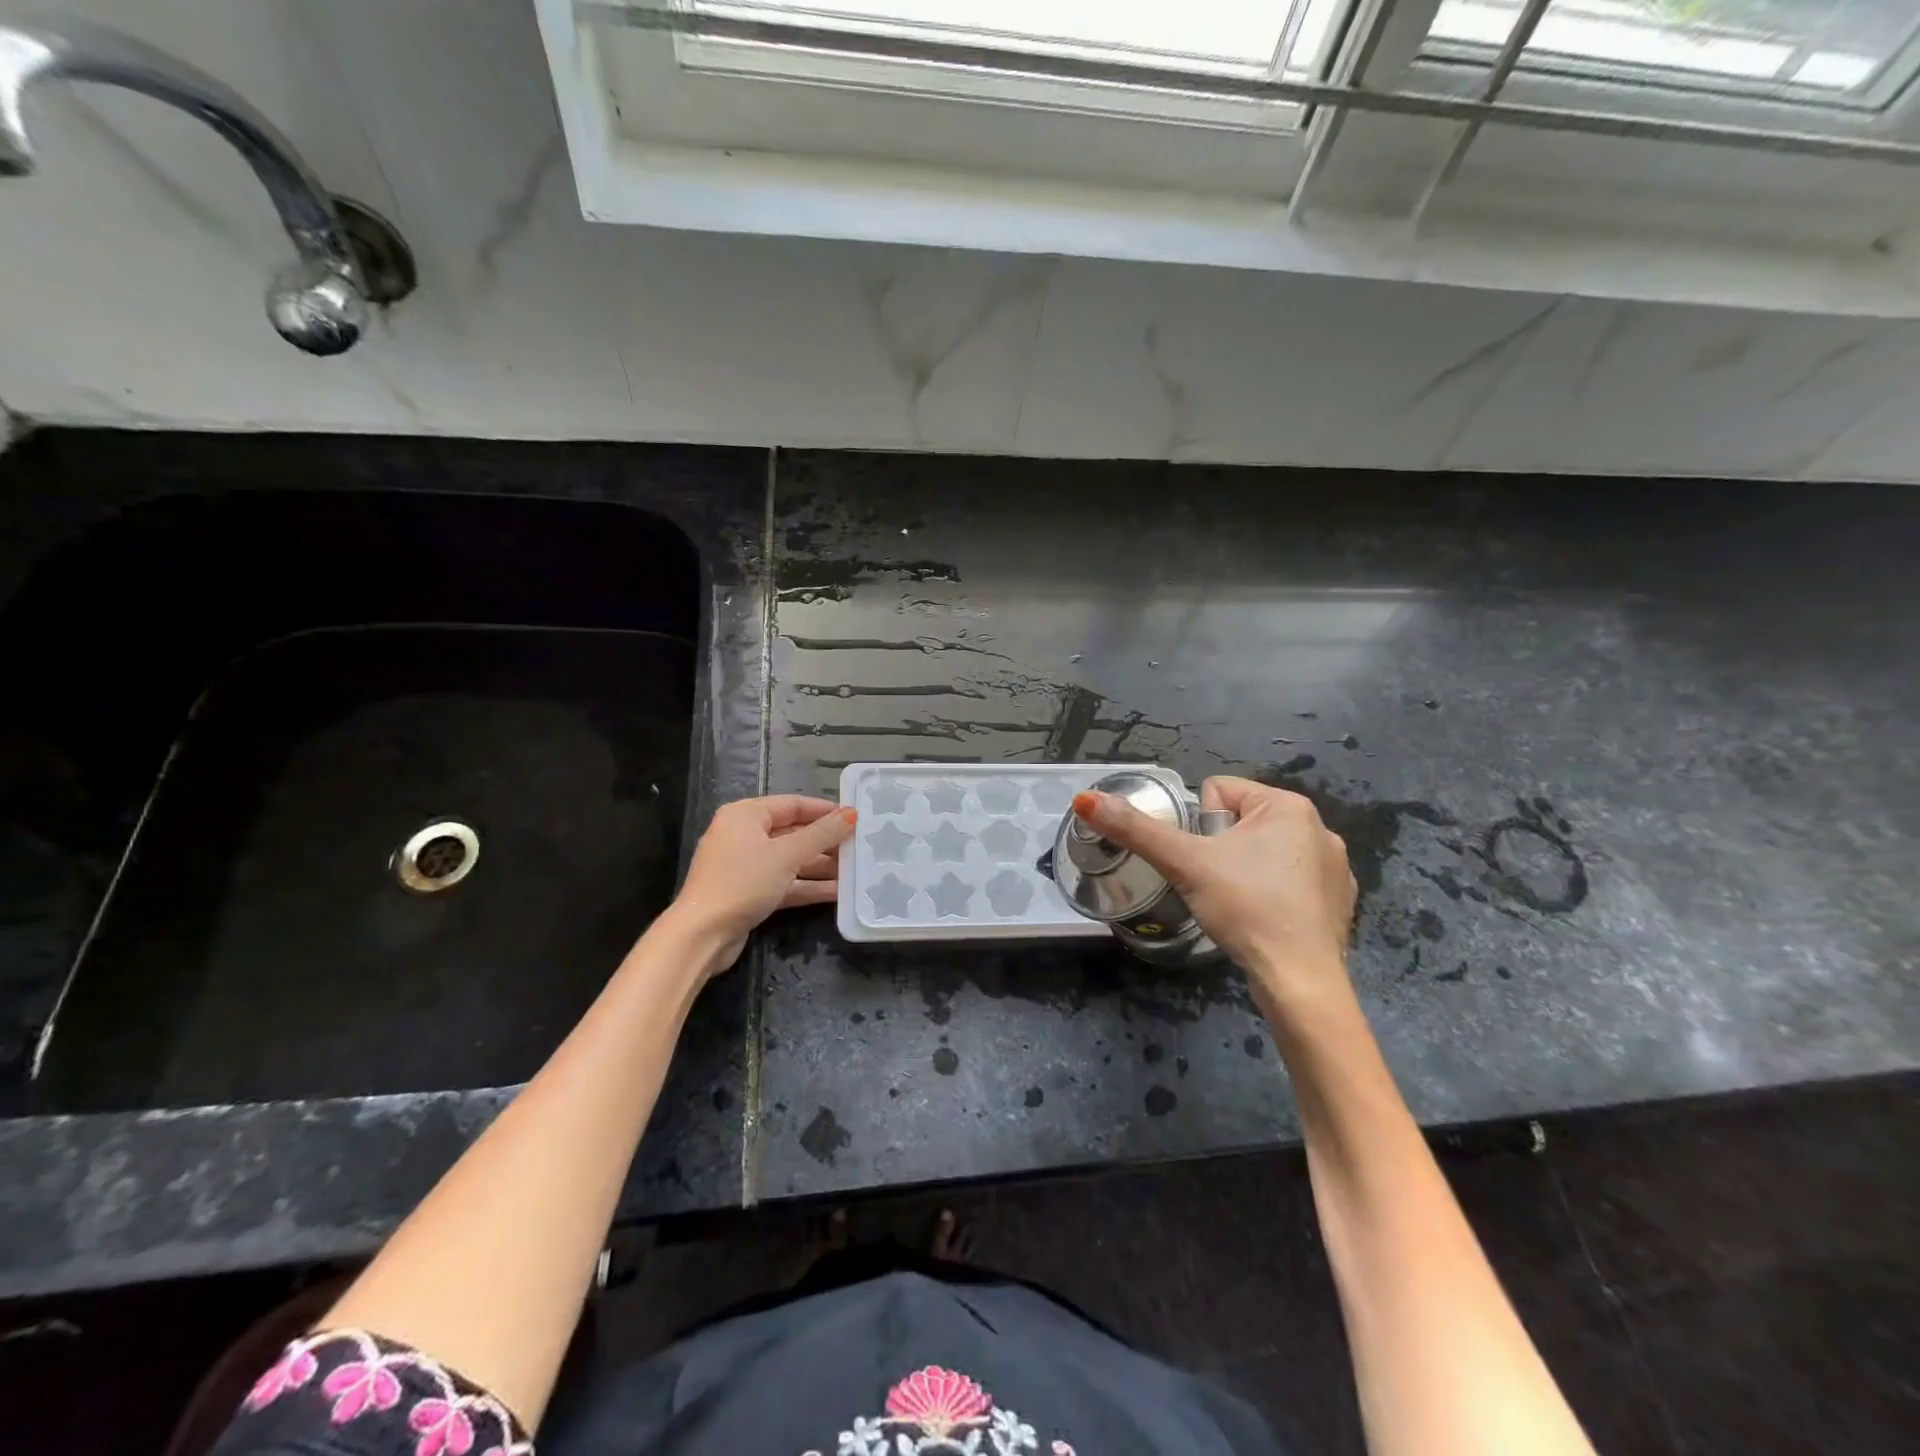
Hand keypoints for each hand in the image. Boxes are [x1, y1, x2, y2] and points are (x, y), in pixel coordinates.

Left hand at [667, 795, 857, 973]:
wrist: (702, 935)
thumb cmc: (743, 882)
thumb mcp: (787, 855)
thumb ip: (822, 834)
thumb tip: (852, 813)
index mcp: (745, 815)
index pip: (792, 804)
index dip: (824, 810)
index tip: (854, 816)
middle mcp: (743, 835)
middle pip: (793, 833)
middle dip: (825, 842)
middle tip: (859, 846)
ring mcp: (745, 866)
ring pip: (790, 860)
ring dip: (820, 866)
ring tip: (855, 870)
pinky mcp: (749, 893)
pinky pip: (784, 883)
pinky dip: (807, 886)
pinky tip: (837, 892)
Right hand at [1071, 776, 1357, 1015]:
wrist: (1300, 981)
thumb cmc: (1246, 908)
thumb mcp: (1184, 864)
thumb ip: (1134, 829)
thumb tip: (1084, 798)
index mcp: (1288, 805)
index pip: (1217, 791)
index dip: (1198, 827)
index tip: (1203, 862)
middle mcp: (1320, 826)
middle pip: (1239, 822)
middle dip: (1220, 849)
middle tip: (1216, 886)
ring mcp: (1335, 866)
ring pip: (1264, 852)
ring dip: (1245, 870)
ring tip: (1239, 905)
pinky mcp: (1340, 901)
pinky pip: (1291, 881)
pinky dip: (1273, 896)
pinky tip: (1266, 921)